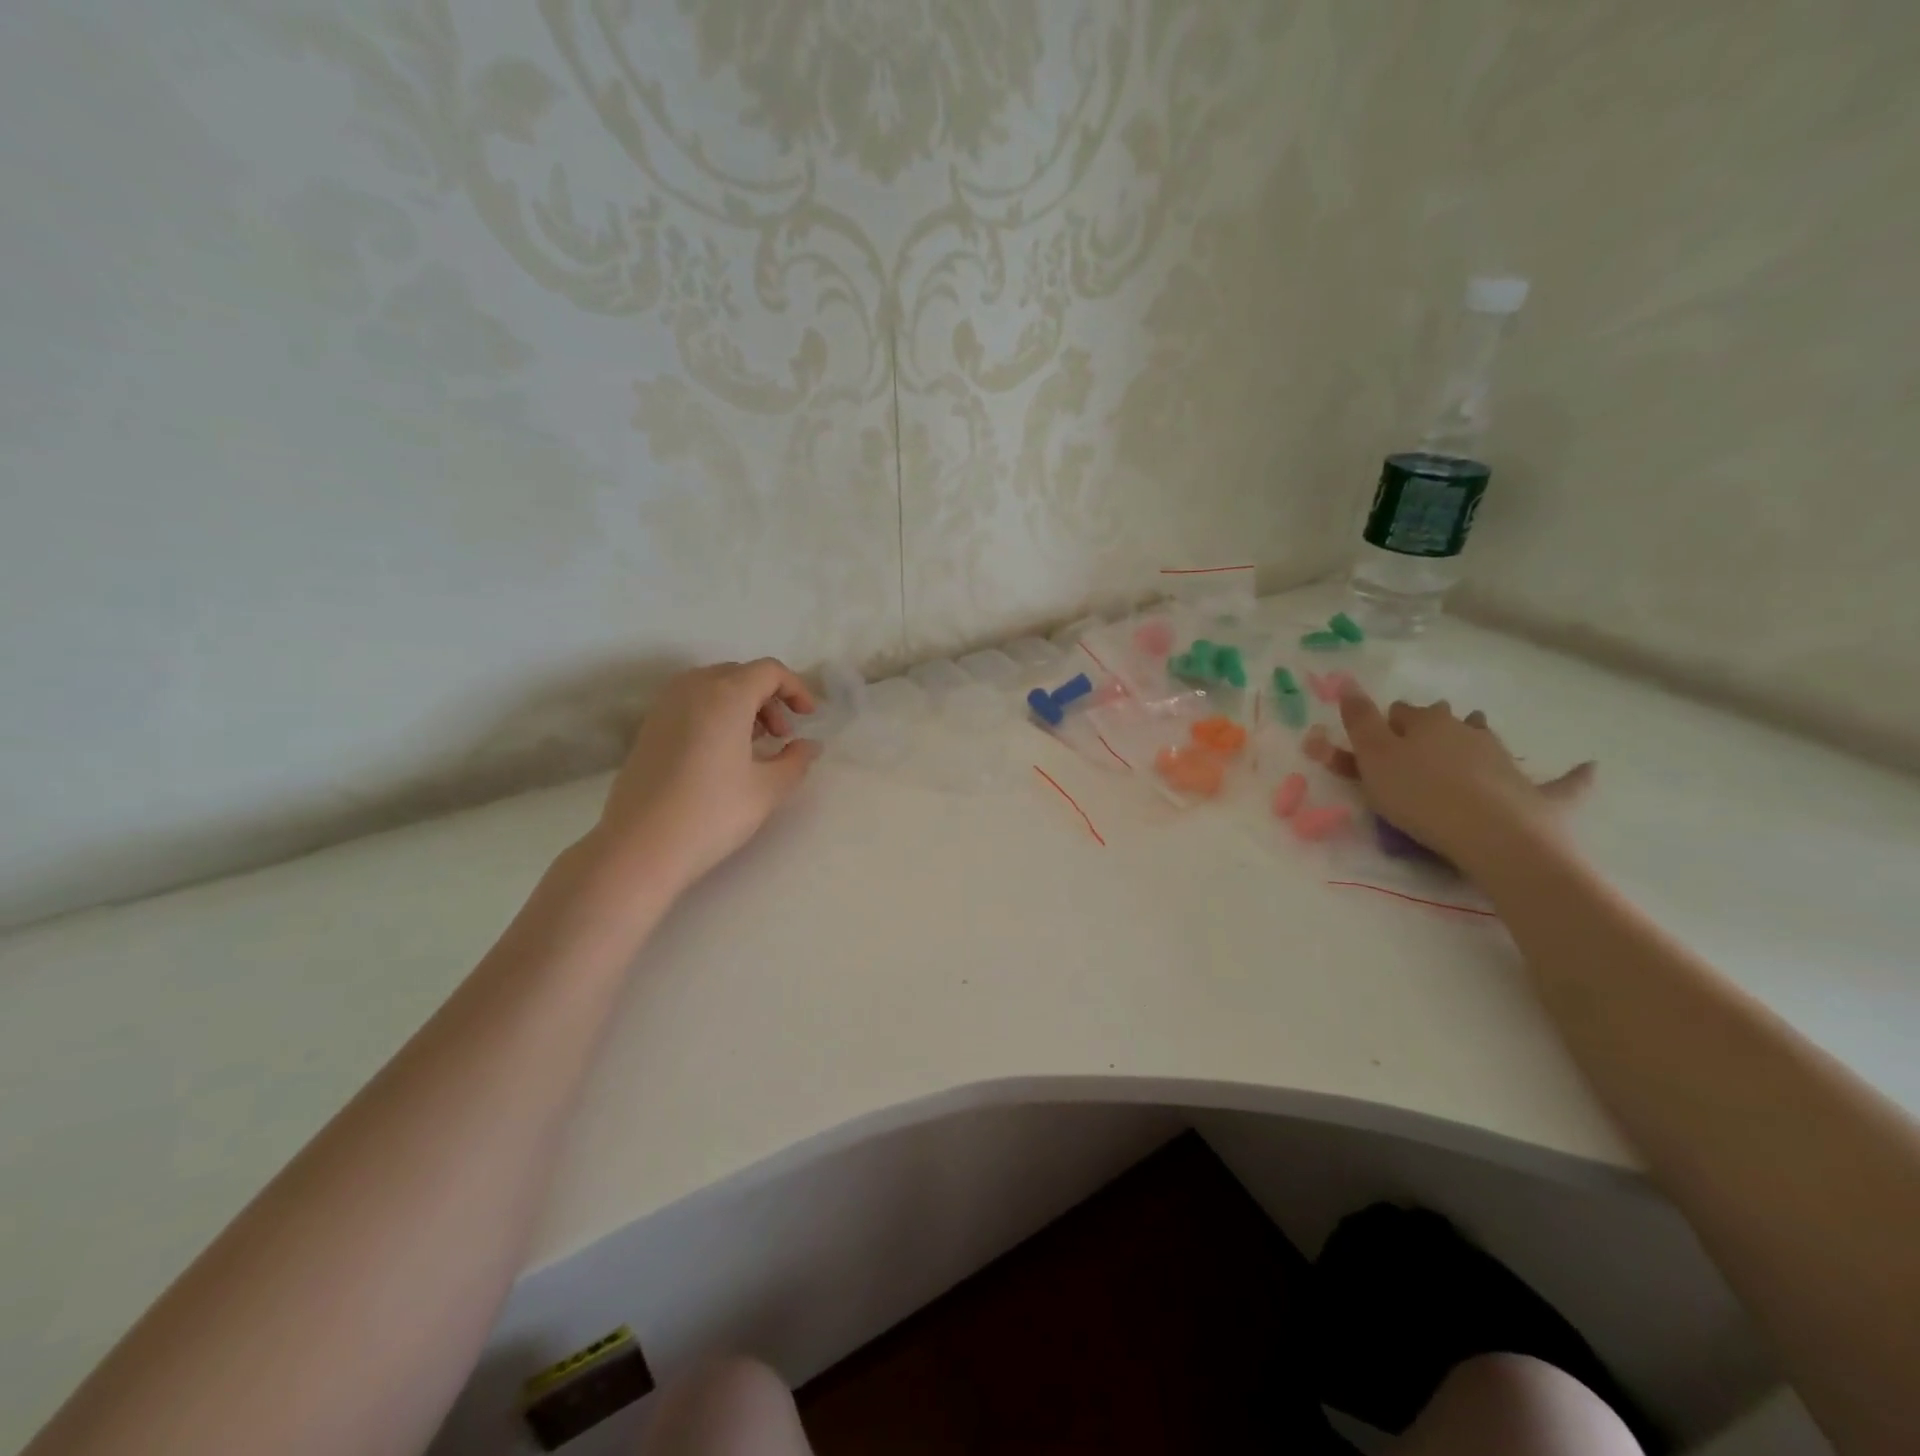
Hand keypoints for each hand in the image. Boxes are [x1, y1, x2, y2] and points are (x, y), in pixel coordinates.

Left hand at [586, 659, 820, 896]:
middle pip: (740, 674)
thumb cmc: (712, 813)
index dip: (796, 688)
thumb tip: (809, 746)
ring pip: (713, 686)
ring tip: (755, 745)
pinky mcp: (649, 727)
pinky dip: (716, 714)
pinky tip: (723, 754)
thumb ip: (796, 760)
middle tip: (782, 736)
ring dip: (742, 705)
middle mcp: (692, 688)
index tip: (809, 717)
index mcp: (726, 694)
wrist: (640, 847)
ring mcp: (665, 706)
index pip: (769, 671)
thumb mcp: (768, 789)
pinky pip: (692, 703)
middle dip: (769, 697)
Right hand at [1336, 685, 1593, 874]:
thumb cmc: (1419, 796)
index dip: (1384, 723)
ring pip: (1488, 739)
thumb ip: (1358, 721)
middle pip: (1445, 720)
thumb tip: (1347, 681)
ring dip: (1477, 737)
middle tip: (1416, 745)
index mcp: (1426, 723)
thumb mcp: (1373, 758)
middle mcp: (1468, 732)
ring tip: (1470, 747)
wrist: (1493, 836)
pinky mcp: (1539, 793)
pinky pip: (1562, 781)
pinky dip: (1572, 775)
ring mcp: (1505, 760)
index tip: (1372, 742)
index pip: (1400, 712)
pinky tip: (1588, 767)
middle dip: (1431, 725)